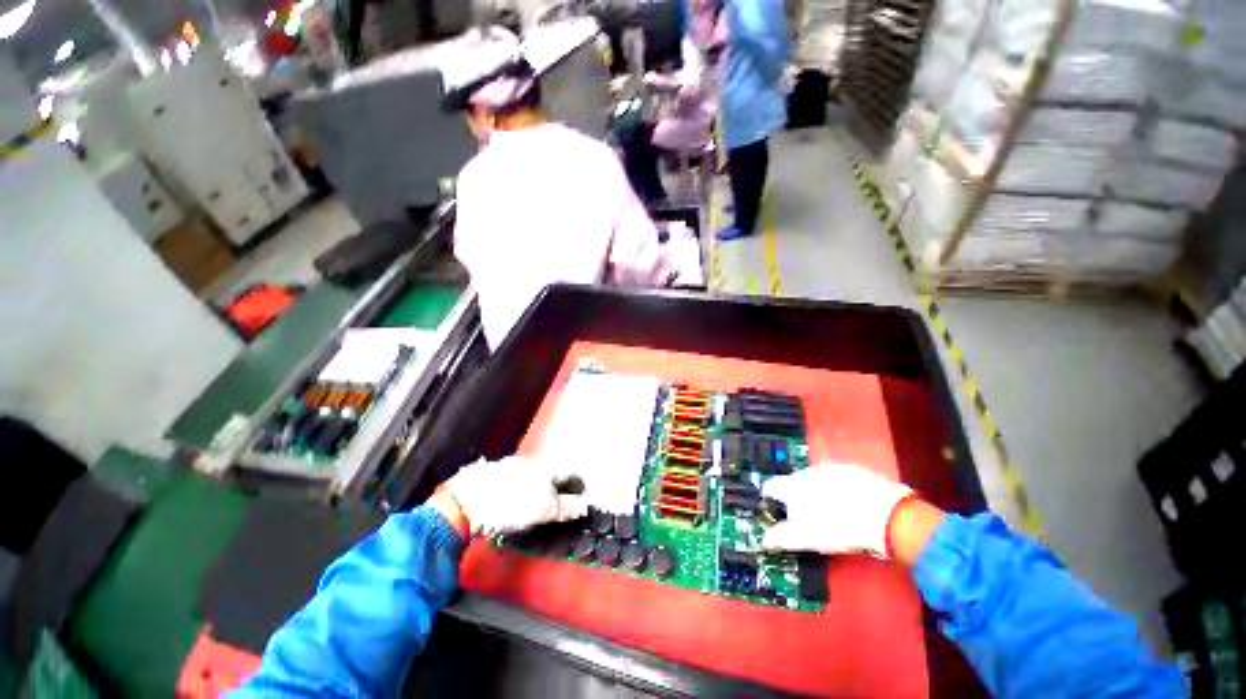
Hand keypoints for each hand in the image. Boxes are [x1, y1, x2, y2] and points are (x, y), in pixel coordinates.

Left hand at [443, 456, 587, 537]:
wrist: (465, 501)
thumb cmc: (511, 506)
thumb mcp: (543, 510)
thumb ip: (564, 507)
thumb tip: (583, 506)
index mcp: (545, 468)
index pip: (568, 472)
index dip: (577, 483)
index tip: (582, 494)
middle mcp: (529, 462)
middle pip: (549, 472)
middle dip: (557, 484)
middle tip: (559, 500)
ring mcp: (508, 466)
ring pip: (530, 474)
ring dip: (537, 485)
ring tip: (536, 500)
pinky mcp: (490, 474)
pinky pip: (513, 479)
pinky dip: (519, 487)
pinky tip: (512, 497)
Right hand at [761, 462, 913, 558]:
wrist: (886, 516)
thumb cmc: (838, 528)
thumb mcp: (806, 538)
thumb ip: (781, 537)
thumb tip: (764, 540)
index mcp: (792, 486)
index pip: (770, 487)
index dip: (770, 500)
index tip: (774, 512)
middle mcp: (807, 472)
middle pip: (792, 483)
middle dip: (795, 497)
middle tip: (804, 518)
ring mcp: (830, 469)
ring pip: (814, 480)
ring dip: (815, 492)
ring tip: (828, 513)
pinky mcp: (853, 470)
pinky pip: (836, 480)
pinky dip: (836, 490)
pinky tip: (849, 506)